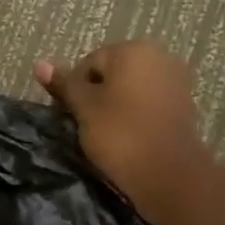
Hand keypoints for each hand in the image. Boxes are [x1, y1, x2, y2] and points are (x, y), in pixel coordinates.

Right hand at [35, 40, 220, 224]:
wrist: (169, 175)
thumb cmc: (120, 134)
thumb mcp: (84, 108)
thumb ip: (64, 84)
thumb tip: (40, 64)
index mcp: (132, 50)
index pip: (89, 63)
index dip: (74, 89)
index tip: (70, 115)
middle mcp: (158, 56)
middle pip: (112, 73)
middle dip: (96, 94)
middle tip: (85, 124)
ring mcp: (175, 80)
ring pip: (130, 88)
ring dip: (115, 105)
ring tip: (105, 133)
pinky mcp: (184, 104)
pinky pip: (148, 102)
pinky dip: (135, 114)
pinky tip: (127, 136)